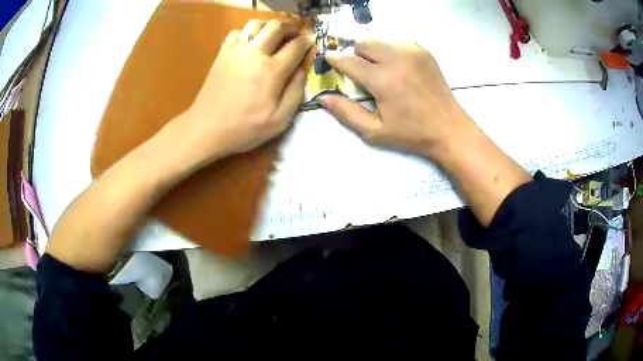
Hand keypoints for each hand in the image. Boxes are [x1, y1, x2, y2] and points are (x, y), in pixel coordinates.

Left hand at [172, 20, 313, 165]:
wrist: (206, 129)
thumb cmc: (244, 129)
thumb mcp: (279, 121)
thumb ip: (295, 93)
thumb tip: (301, 70)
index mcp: (272, 71)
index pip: (296, 46)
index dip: (307, 41)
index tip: (312, 40)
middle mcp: (255, 54)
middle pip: (276, 27)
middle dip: (291, 27)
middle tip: (296, 34)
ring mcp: (235, 51)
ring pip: (256, 24)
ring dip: (269, 26)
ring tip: (274, 36)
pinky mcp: (222, 54)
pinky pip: (236, 32)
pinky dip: (247, 33)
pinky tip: (250, 44)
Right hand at [320, 41, 474, 161]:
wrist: (449, 129)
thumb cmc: (412, 134)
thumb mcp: (375, 132)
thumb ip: (346, 113)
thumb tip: (322, 97)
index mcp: (383, 80)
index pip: (349, 61)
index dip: (335, 60)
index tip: (328, 61)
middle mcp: (396, 59)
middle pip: (363, 43)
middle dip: (355, 54)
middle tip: (360, 71)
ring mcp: (412, 52)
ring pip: (379, 39)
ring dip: (372, 50)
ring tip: (378, 68)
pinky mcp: (423, 51)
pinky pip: (397, 40)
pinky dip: (390, 48)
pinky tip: (395, 64)